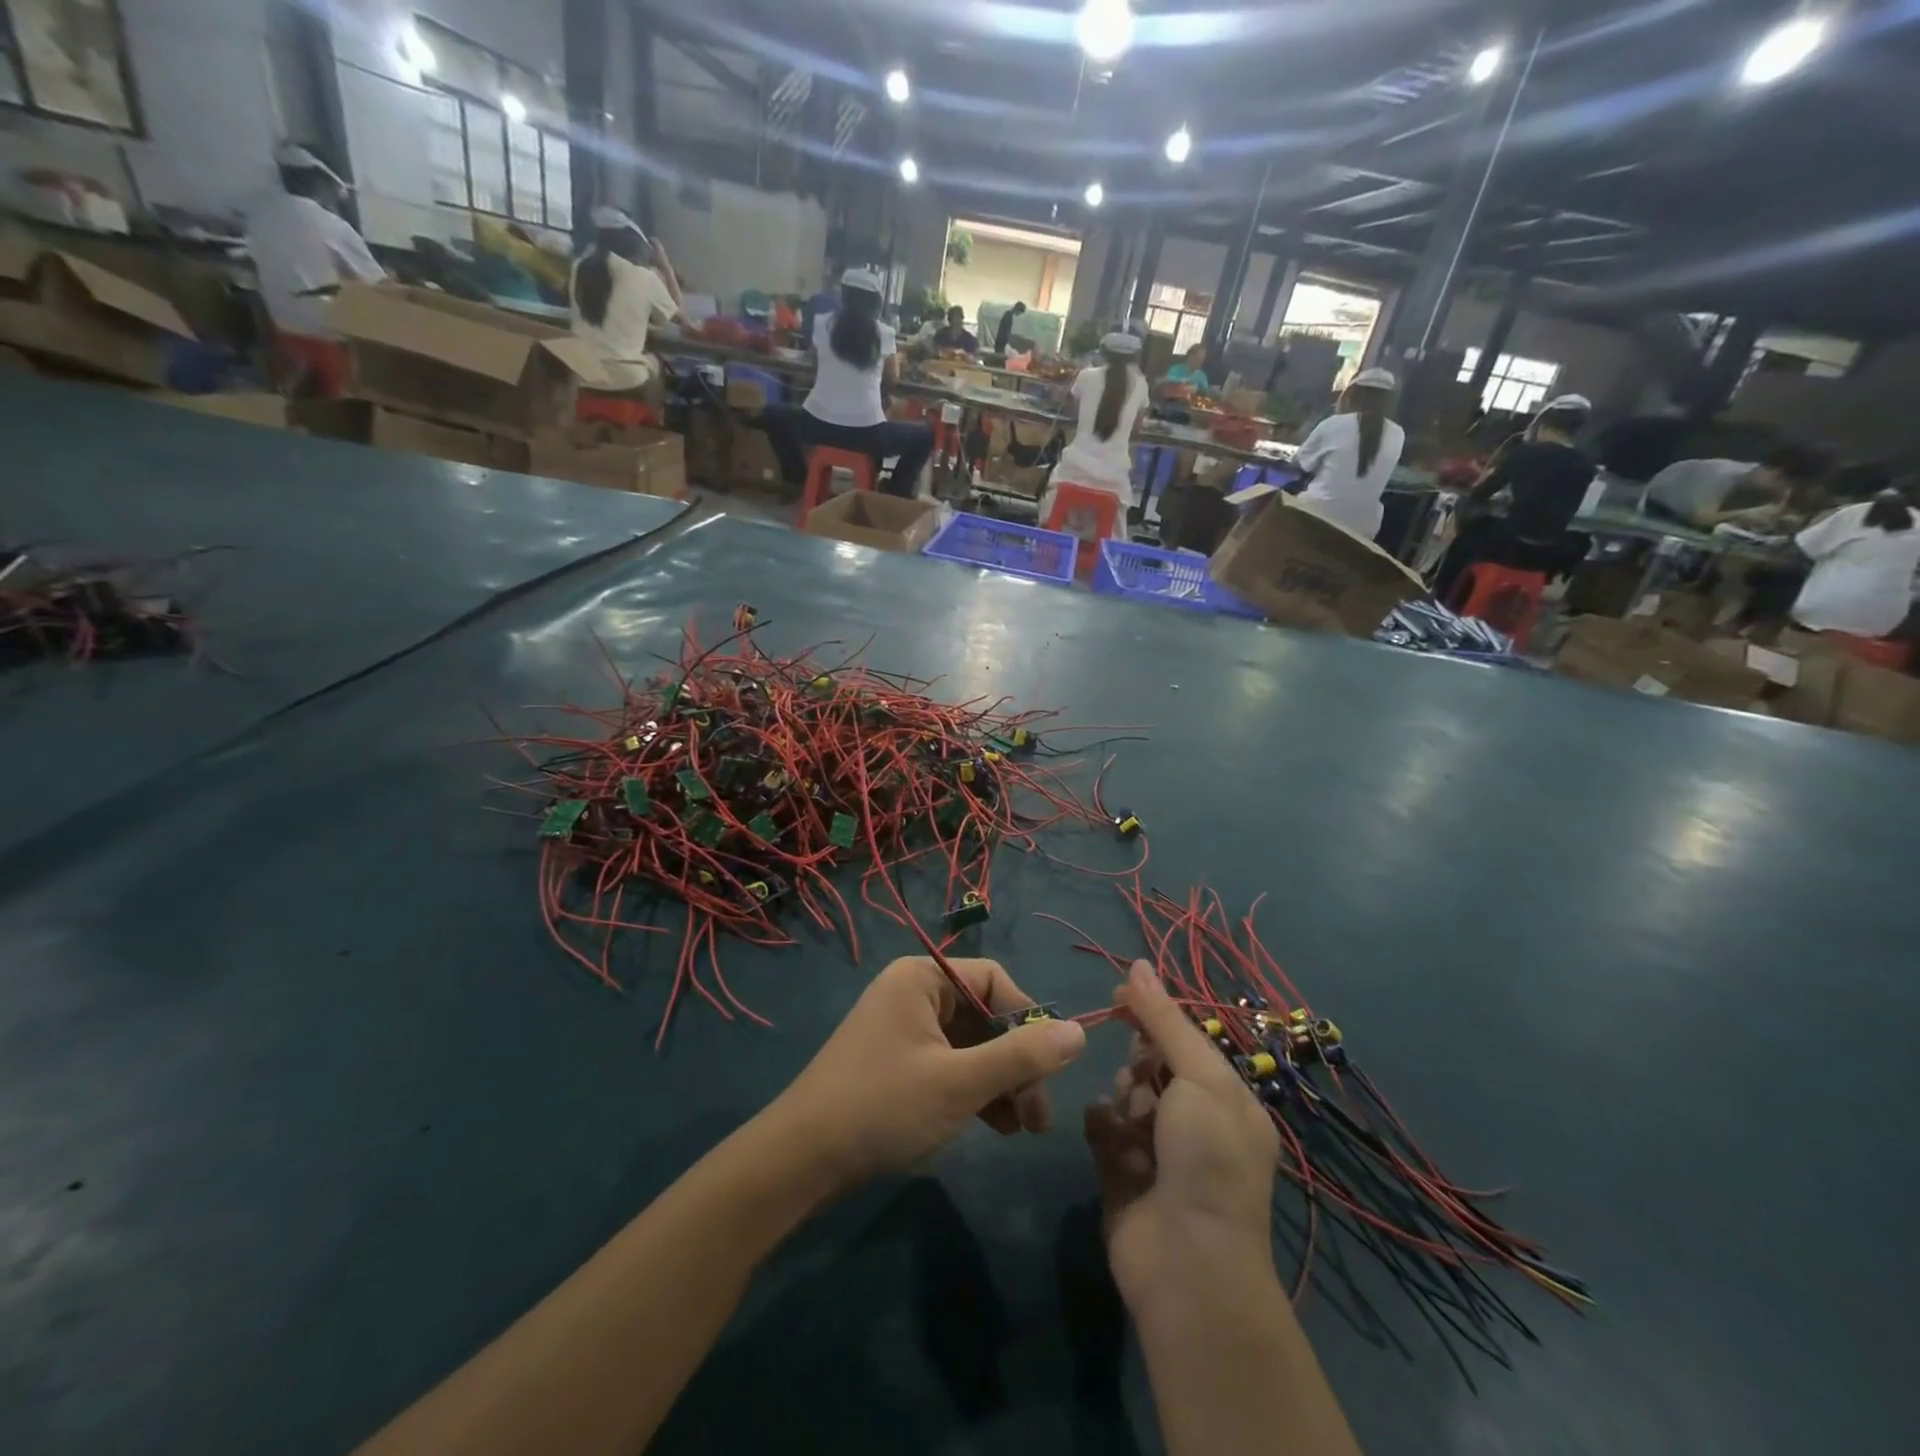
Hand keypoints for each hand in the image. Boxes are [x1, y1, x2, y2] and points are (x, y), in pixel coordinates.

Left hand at [773, 957, 1086, 1195]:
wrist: (801, 1160)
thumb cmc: (883, 1106)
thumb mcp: (960, 1082)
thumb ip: (1022, 1057)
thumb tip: (1080, 1033)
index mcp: (922, 978)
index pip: (995, 981)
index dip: (1027, 1020)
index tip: (1049, 1068)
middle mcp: (913, 993)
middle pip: (986, 1015)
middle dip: (1016, 1062)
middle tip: (1039, 1115)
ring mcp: (904, 1029)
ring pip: (971, 1044)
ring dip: (1001, 1082)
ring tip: (1023, 1129)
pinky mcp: (898, 1063)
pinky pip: (951, 1064)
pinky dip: (975, 1090)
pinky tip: (996, 1126)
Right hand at [1084, 961, 1279, 1303]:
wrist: (1188, 1263)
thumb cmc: (1206, 1158)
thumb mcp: (1198, 1077)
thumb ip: (1164, 1020)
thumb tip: (1138, 962)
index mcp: (1226, 1099)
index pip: (1186, 1039)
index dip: (1155, 1014)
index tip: (1121, 994)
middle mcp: (1194, 1121)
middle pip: (1152, 1063)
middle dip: (1141, 1062)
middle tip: (1141, 1078)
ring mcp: (1156, 1148)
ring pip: (1125, 1092)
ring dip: (1124, 1097)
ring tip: (1131, 1123)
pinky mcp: (1121, 1171)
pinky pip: (1104, 1128)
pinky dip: (1105, 1128)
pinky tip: (1111, 1142)